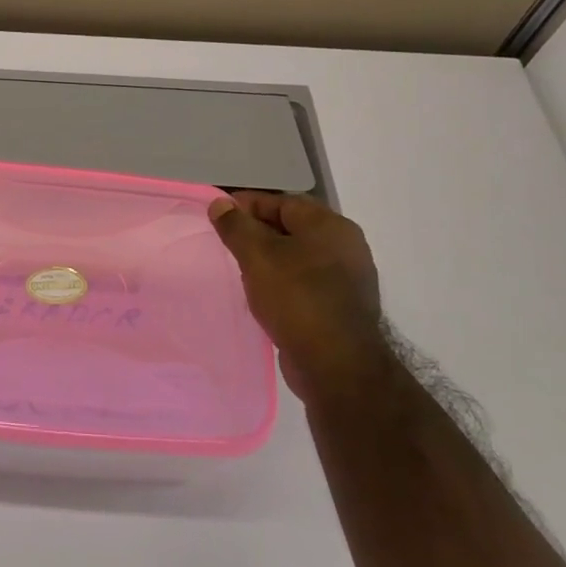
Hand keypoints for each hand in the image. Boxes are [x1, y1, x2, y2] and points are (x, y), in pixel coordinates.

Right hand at [208, 191, 386, 399]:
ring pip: (298, 256)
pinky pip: (304, 282)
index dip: (247, 204)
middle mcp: (345, 246)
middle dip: (257, 231)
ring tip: (239, 268)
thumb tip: (220, 203)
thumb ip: (236, 226)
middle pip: (292, 227)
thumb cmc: (296, 298)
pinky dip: (282, 281)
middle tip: (225, 242)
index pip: (282, 202)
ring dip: (269, 259)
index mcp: (330, 226)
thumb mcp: (257, 255)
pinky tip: (262, 294)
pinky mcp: (341, 306)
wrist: (336, 364)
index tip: (218, 214)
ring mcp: (347, 278)